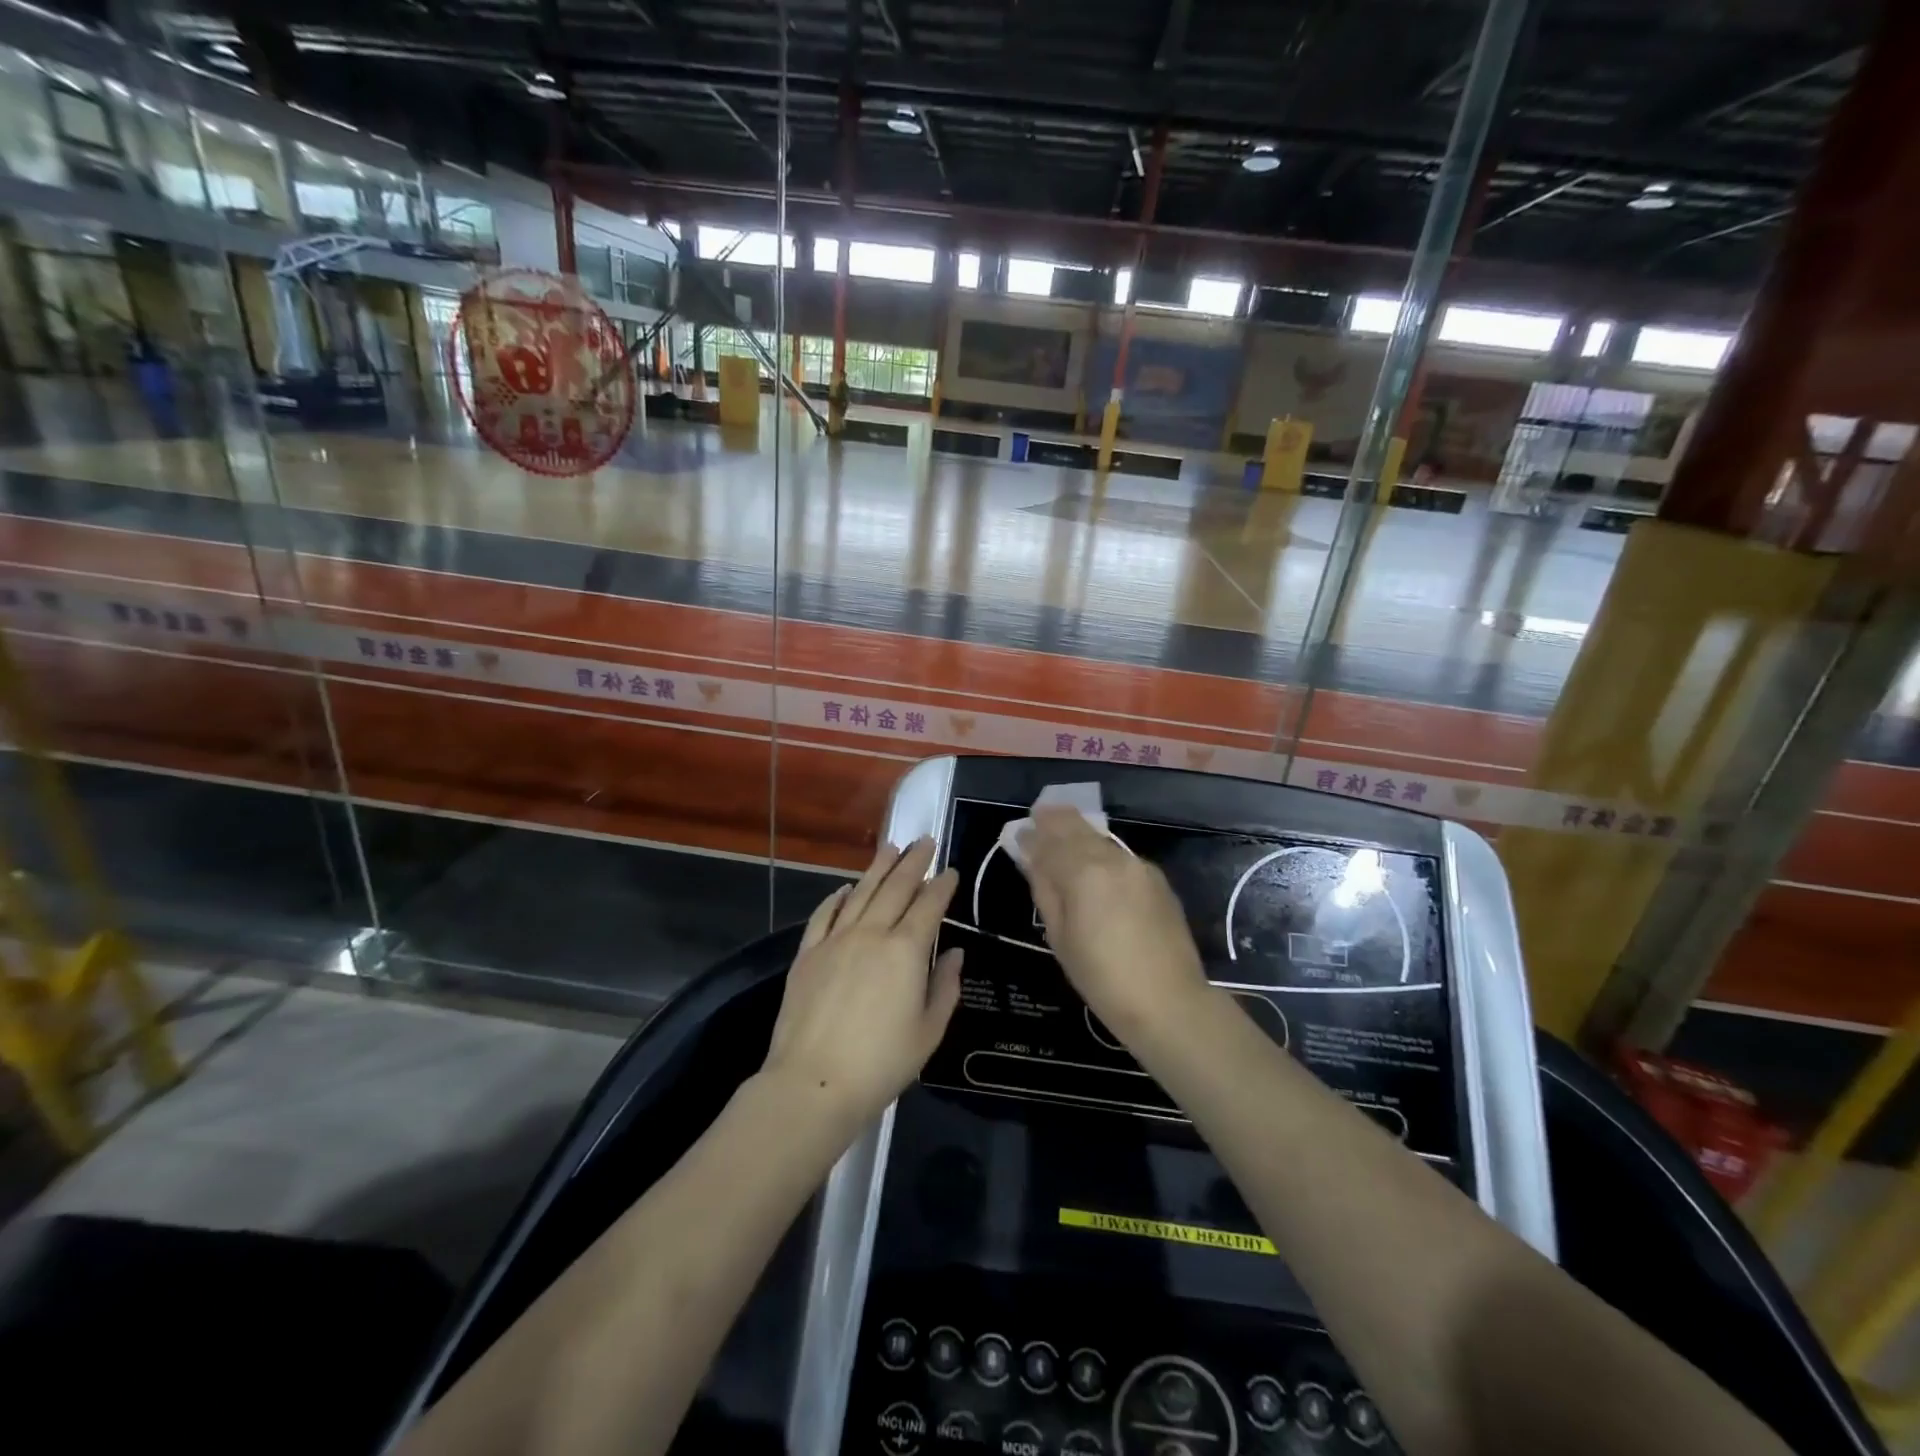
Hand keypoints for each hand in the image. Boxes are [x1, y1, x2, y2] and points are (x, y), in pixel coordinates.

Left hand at [762, 838, 962, 1132]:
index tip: (950, 870)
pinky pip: (825, 915)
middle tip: (924, 840)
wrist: (813, 1083)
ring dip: (878, 867)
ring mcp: (835, 940)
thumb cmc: (881, 1063)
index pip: (928, 906)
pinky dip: (838, 897)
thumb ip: (945, 987)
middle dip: (913, 862)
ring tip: (890, 846)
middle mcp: (871, 934)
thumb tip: (954, 953)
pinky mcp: (807, 954)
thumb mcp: (928, 1031)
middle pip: (895, 887)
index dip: (941, 885)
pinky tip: (846, 888)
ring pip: (861, 892)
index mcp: (906, 950)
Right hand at [1018, 807, 1210, 1035]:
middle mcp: (1112, 858)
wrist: (1169, 1001)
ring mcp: (1139, 866)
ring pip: (1101, 839)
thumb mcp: (1060, 937)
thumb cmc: (1102, 978)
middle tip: (1040, 816)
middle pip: (1078, 828)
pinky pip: (1120, 856)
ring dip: (1080, 834)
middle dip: (1056, 820)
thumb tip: (1033, 859)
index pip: (1050, 841)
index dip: (1032, 835)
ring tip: (1063, 837)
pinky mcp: (1157, 879)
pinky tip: (1095, 866)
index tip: (1020, 832)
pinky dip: (1101, 852)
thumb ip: (1046, 890)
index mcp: (1083, 872)